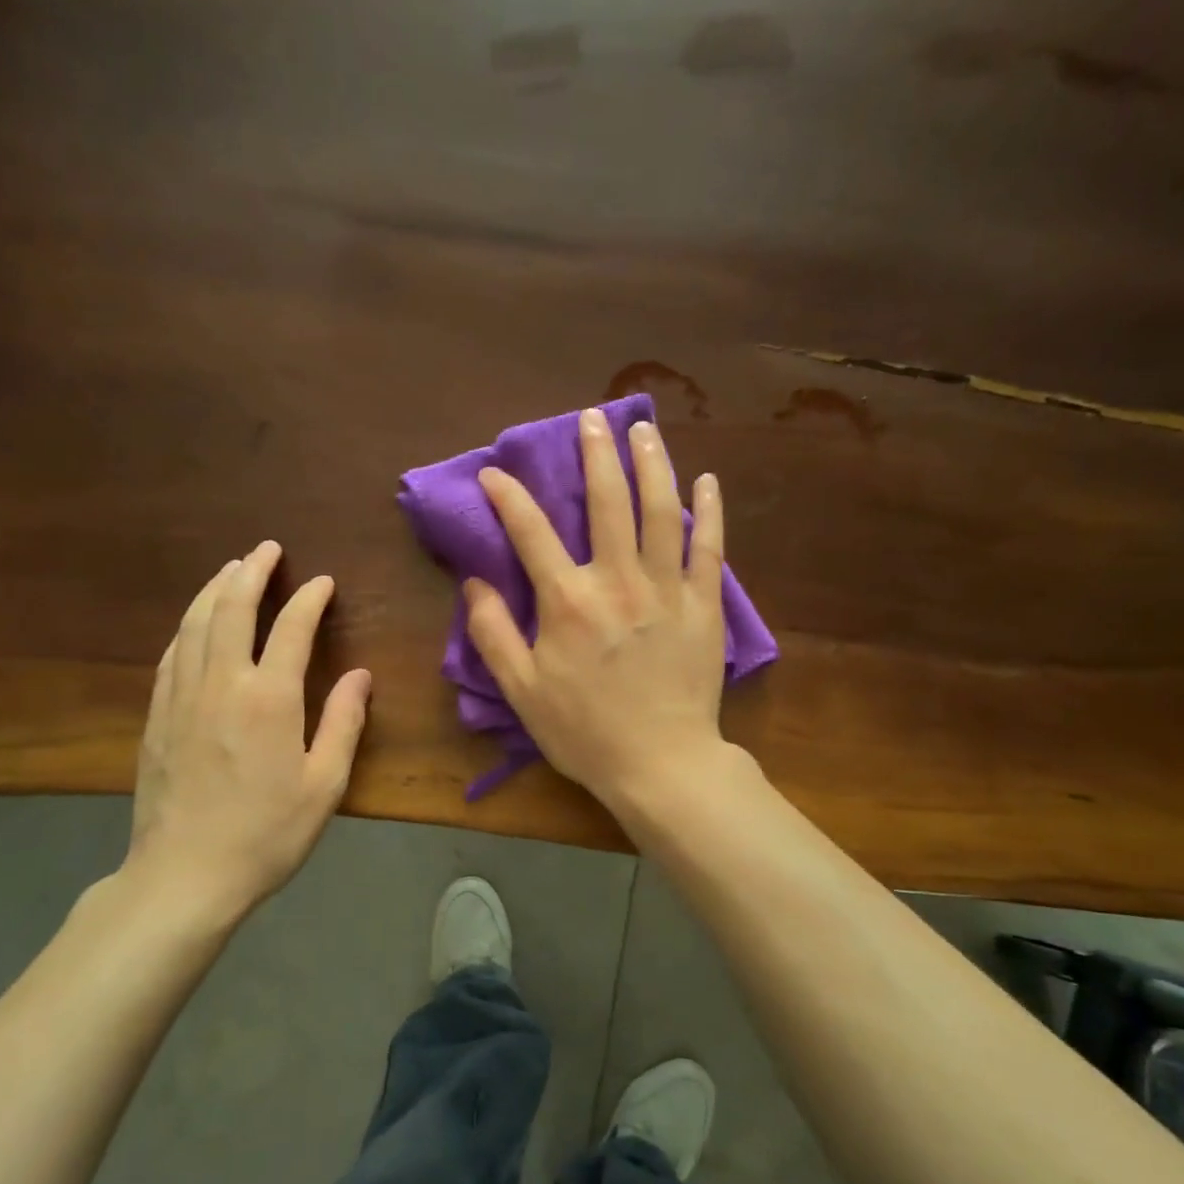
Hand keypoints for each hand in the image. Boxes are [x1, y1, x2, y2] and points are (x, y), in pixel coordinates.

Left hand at [116, 540, 371, 928]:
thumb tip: (360, 674)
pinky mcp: (156, 717)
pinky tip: (193, 624)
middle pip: (231, 609)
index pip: (290, 628)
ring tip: (230, 569)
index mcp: (269, 698)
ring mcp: (181, 697)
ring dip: (213, 590)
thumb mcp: (324, 784)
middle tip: (266, 549)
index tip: (322, 582)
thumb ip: (344, 723)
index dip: (308, 599)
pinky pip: (171, 655)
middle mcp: (221, 684)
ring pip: (194, 625)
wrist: (185, 875)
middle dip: (251, 572)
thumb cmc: (266, 833)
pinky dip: (186, 628)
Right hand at [467, 408, 727, 807]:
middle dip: (595, 455)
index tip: (494, 473)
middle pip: (607, 502)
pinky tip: (705, 480)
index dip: (509, 497)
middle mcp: (618, 581)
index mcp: (568, 601)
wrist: (660, 764)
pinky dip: (709, 510)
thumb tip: (474, 582)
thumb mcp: (521, 691)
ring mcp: (667, 589)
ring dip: (651, 464)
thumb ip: (493, 633)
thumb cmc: (584, 732)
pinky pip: (709, 547)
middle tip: (591, 419)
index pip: (531, 532)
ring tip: (643, 430)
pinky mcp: (704, 606)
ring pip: (661, 511)